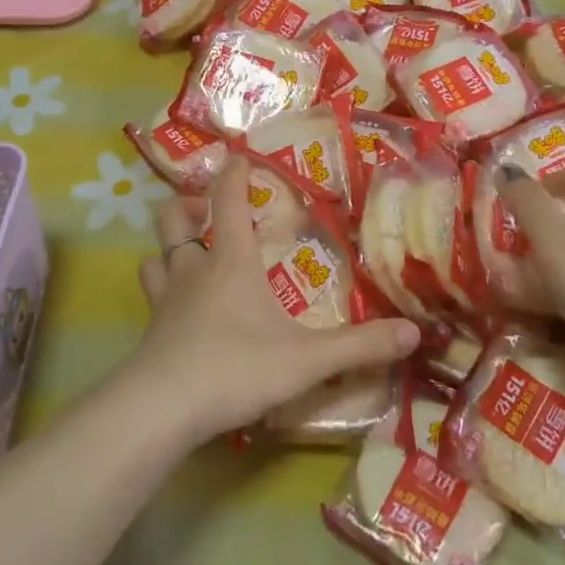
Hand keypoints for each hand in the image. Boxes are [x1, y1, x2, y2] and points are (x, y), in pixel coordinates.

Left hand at [122, 159, 420, 446]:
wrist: (161, 410)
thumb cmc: (236, 368)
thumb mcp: (307, 360)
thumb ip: (360, 346)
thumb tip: (414, 332)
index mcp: (231, 262)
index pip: (228, 200)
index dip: (234, 173)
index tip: (239, 155)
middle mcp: (192, 271)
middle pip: (174, 219)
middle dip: (188, 205)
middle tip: (208, 211)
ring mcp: (164, 301)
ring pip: (155, 257)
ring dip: (171, 249)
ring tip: (190, 255)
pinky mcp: (149, 332)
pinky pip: (151, 297)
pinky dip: (163, 290)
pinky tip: (180, 311)